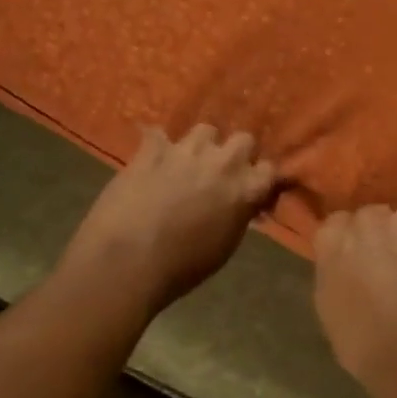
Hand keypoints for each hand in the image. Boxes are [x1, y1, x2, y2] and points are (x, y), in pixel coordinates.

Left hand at [66, 125, 275, 312]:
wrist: (127, 261)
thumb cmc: (181, 267)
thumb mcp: (225, 245)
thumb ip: (238, 214)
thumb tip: (241, 204)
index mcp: (244, 189)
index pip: (269, 169)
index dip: (259, 179)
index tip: (251, 190)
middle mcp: (222, 163)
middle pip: (243, 139)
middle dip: (236, 154)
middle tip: (221, 174)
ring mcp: (186, 151)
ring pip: (205, 130)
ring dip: (201, 146)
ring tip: (188, 163)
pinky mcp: (151, 149)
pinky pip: (159, 135)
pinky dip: (157, 146)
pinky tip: (152, 159)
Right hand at [314, 205, 396, 388]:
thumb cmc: (363, 344)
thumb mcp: (328, 306)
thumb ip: (333, 270)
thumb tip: (343, 260)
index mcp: (332, 240)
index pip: (337, 222)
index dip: (348, 240)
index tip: (355, 259)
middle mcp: (367, 221)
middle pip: (372, 217)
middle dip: (378, 235)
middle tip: (387, 264)